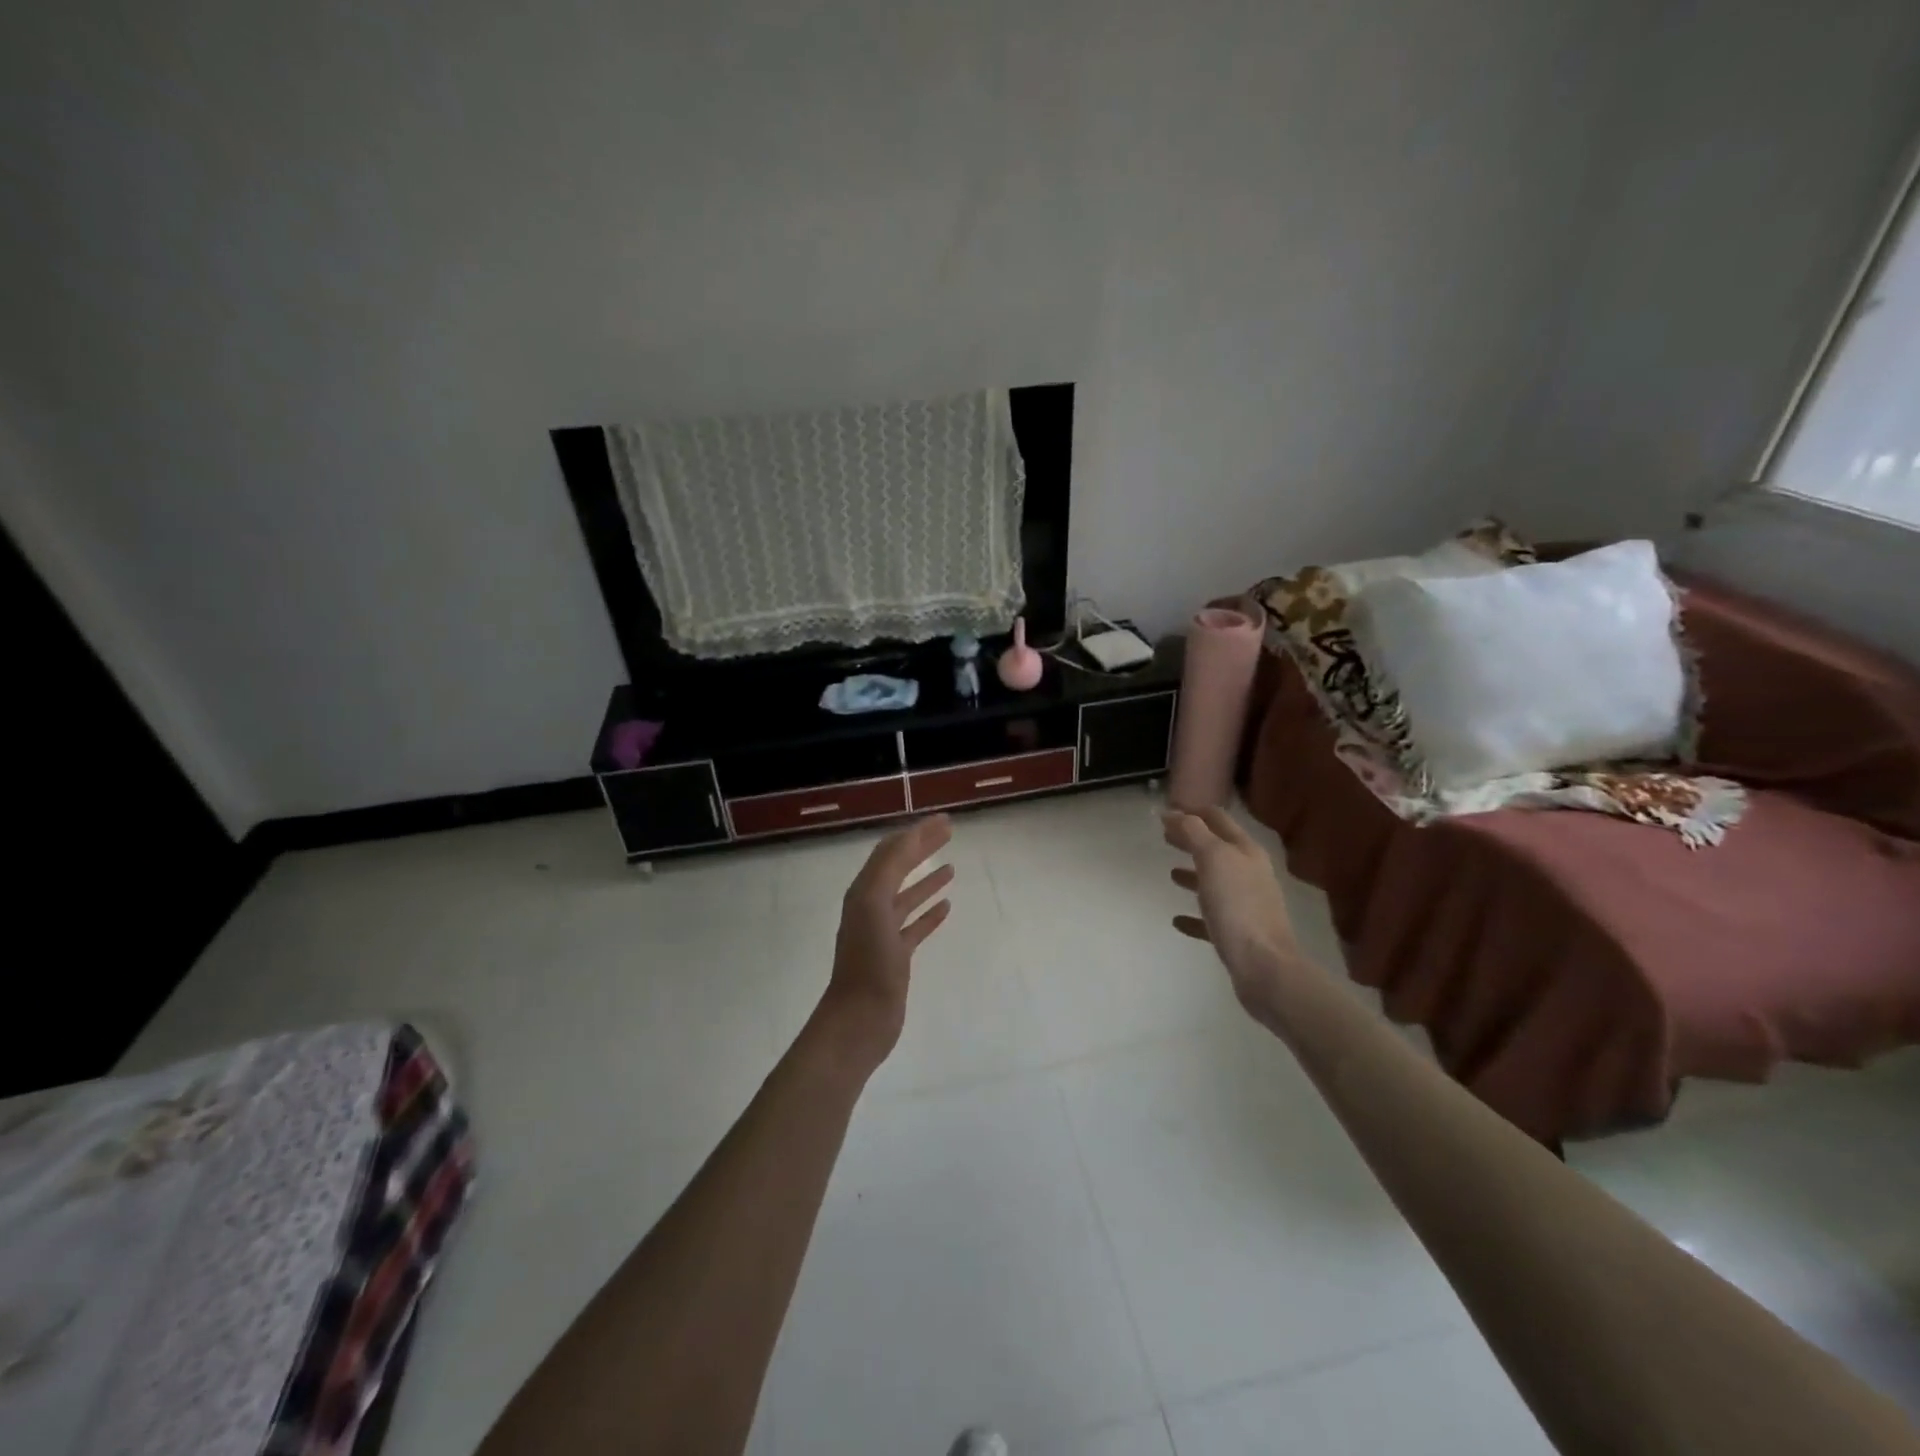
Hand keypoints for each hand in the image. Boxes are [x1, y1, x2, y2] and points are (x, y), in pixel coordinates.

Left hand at [815, 815, 955, 1071]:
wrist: (860, 1019)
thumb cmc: (868, 962)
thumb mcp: (875, 905)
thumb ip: (890, 868)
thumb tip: (909, 835)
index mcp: (864, 892)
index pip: (891, 851)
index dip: (916, 832)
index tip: (944, 820)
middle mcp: (871, 906)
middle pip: (899, 868)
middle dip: (923, 848)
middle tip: (950, 832)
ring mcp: (883, 932)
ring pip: (908, 897)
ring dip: (928, 879)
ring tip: (952, 867)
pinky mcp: (896, 955)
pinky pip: (915, 925)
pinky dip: (930, 912)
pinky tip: (947, 906)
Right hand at [1165, 807, 1306, 1012]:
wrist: (1265, 967)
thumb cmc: (1237, 906)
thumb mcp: (1213, 858)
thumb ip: (1193, 832)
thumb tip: (1172, 812)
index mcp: (1246, 851)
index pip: (1218, 819)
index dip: (1194, 811)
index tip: (1168, 812)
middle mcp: (1250, 873)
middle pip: (1217, 849)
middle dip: (1192, 840)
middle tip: (1164, 837)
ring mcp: (1246, 905)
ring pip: (1215, 882)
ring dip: (1194, 874)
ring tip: (1171, 873)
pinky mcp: (1238, 934)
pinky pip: (1211, 918)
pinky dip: (1194, 914)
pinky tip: (1177, 919)